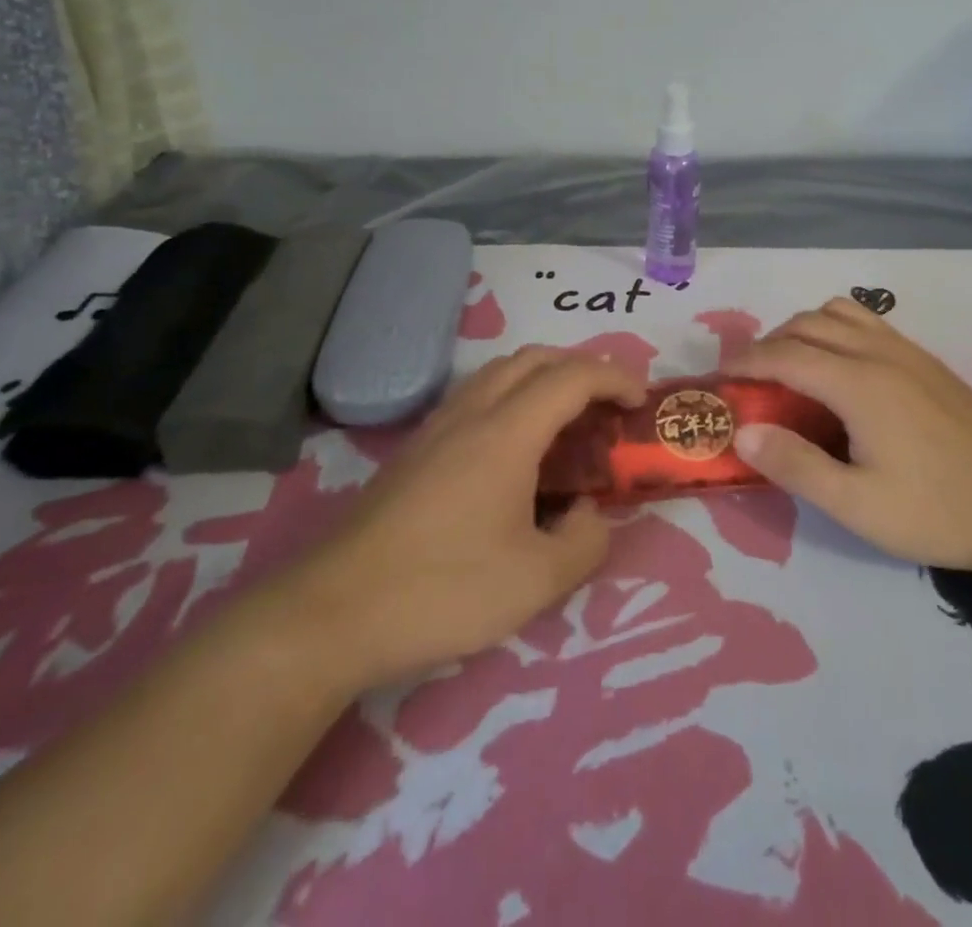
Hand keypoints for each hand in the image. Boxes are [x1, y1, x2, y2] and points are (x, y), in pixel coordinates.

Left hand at [284, 348, 644, 690]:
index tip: (640, 403)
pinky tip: (513, 450)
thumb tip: (591, 514)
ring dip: (542, 378)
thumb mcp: (535, 582)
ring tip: (566, 420)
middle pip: (534, 358)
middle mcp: (472, 413)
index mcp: (507, 432)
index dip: (615, 378)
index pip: (572, 377)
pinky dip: (511, 398)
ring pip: (499, 372)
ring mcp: (437, 428)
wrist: (331, 613)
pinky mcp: (414, 450)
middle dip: (581, 367)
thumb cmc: (442, 590)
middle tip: (607, 404)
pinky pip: (475, 397)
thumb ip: (585, 542)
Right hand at [728, 297, 971, 579]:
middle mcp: (879, 353)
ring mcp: (908, 351)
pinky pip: (867, 322)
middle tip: (751, 379)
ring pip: (839, 312)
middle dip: (769, 342)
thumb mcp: (859, 506)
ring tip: (792, 368)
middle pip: (808, 323)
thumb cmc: (940, 510)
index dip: (746, 362)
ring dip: (804, 329)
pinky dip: (836, 329)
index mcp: (858, 383)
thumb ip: (796, 465)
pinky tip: (841, 371)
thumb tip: (742, 431)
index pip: (785, 354)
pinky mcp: (927, 361)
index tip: (720, 378)